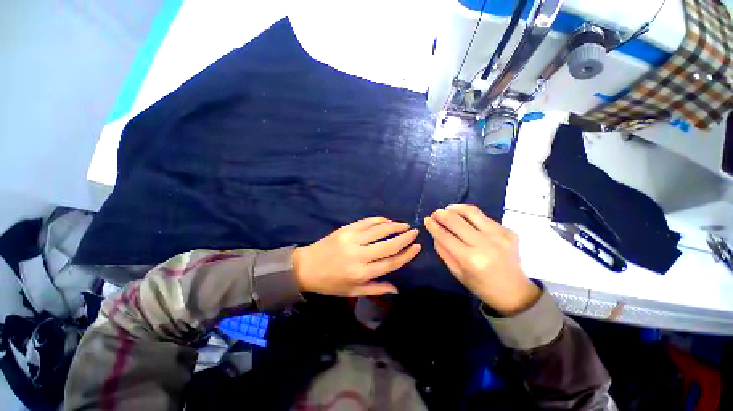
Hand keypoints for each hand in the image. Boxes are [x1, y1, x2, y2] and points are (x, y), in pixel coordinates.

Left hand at [292, 217, 420, 296]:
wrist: (306, 267)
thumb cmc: (330, 283)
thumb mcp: (352, 292)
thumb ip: (376, 289)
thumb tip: (397, 288)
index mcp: (361, 273)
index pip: (390, 262)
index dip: (406, 254)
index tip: (417, 247)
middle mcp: (358, 255)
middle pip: (387, 245)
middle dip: (404, 238)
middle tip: (414, 232)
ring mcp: (351, 239)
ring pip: (378, 230)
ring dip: (393, 226)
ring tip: (404, 225)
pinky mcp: (345, 229)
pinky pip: (366, 222)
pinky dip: (379, 220)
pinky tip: (387, 220)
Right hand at [424, 204, 539, 314]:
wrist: (515, 291)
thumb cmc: (481, 286)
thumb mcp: (456, 272)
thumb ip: (443, 250)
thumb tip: (435, 232)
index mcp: (471, 259)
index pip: (445, 236)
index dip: (433, 226)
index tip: (426, 219)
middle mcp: (485, 244)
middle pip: (456, 220)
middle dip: (441, 214)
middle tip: (435, 213)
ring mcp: (499, 235)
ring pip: (471, 212)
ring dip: (455, 208)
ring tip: (448, 209)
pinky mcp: (508, 231)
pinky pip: (484, 217)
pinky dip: (471, 216)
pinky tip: (466, 220)